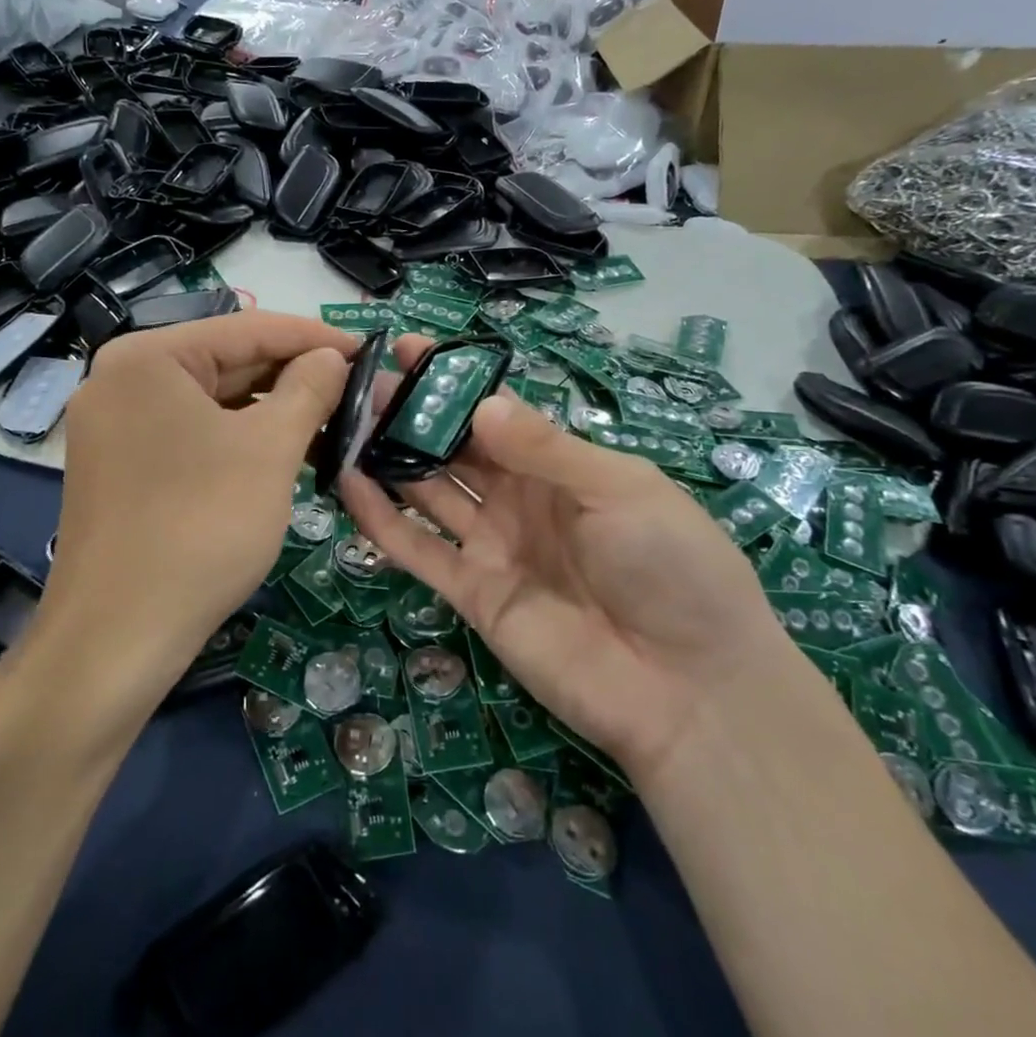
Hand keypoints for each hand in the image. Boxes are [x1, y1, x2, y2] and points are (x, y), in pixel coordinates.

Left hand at [41, 312, 352, 692]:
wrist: (118, 636)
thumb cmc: (201, 526)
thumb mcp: (269, 450)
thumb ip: (308, 389)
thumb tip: (332, 356)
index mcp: (148, 357)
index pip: (247, 328)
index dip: (314, 337)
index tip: (367, 348)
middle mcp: (122, 380)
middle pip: (226, 363)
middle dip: (294, 377)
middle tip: (356, 390)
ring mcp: (116, 426)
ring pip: (212, 403)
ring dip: (272, 412)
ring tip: (333, 425)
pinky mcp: (121, 467)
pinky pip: (192, 435)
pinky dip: (239, 441)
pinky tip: (285, 455)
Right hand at [340, 337, 790, 781]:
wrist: (689, 687)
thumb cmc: (672, 567)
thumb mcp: (619, 489)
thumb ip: (545, 448)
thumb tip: (482, 404)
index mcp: (561, 467)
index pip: (496, 414)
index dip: (455, 384)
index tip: (409, 349)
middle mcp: (521, 500)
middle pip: (456, 449)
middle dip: (413, 415)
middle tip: (364, 382)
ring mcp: (494, 547)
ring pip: (430, 492)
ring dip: (390, 457)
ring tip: (346, 420)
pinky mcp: (473, 594)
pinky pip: (419, 549)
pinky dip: (382, 519)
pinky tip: (348, 484)